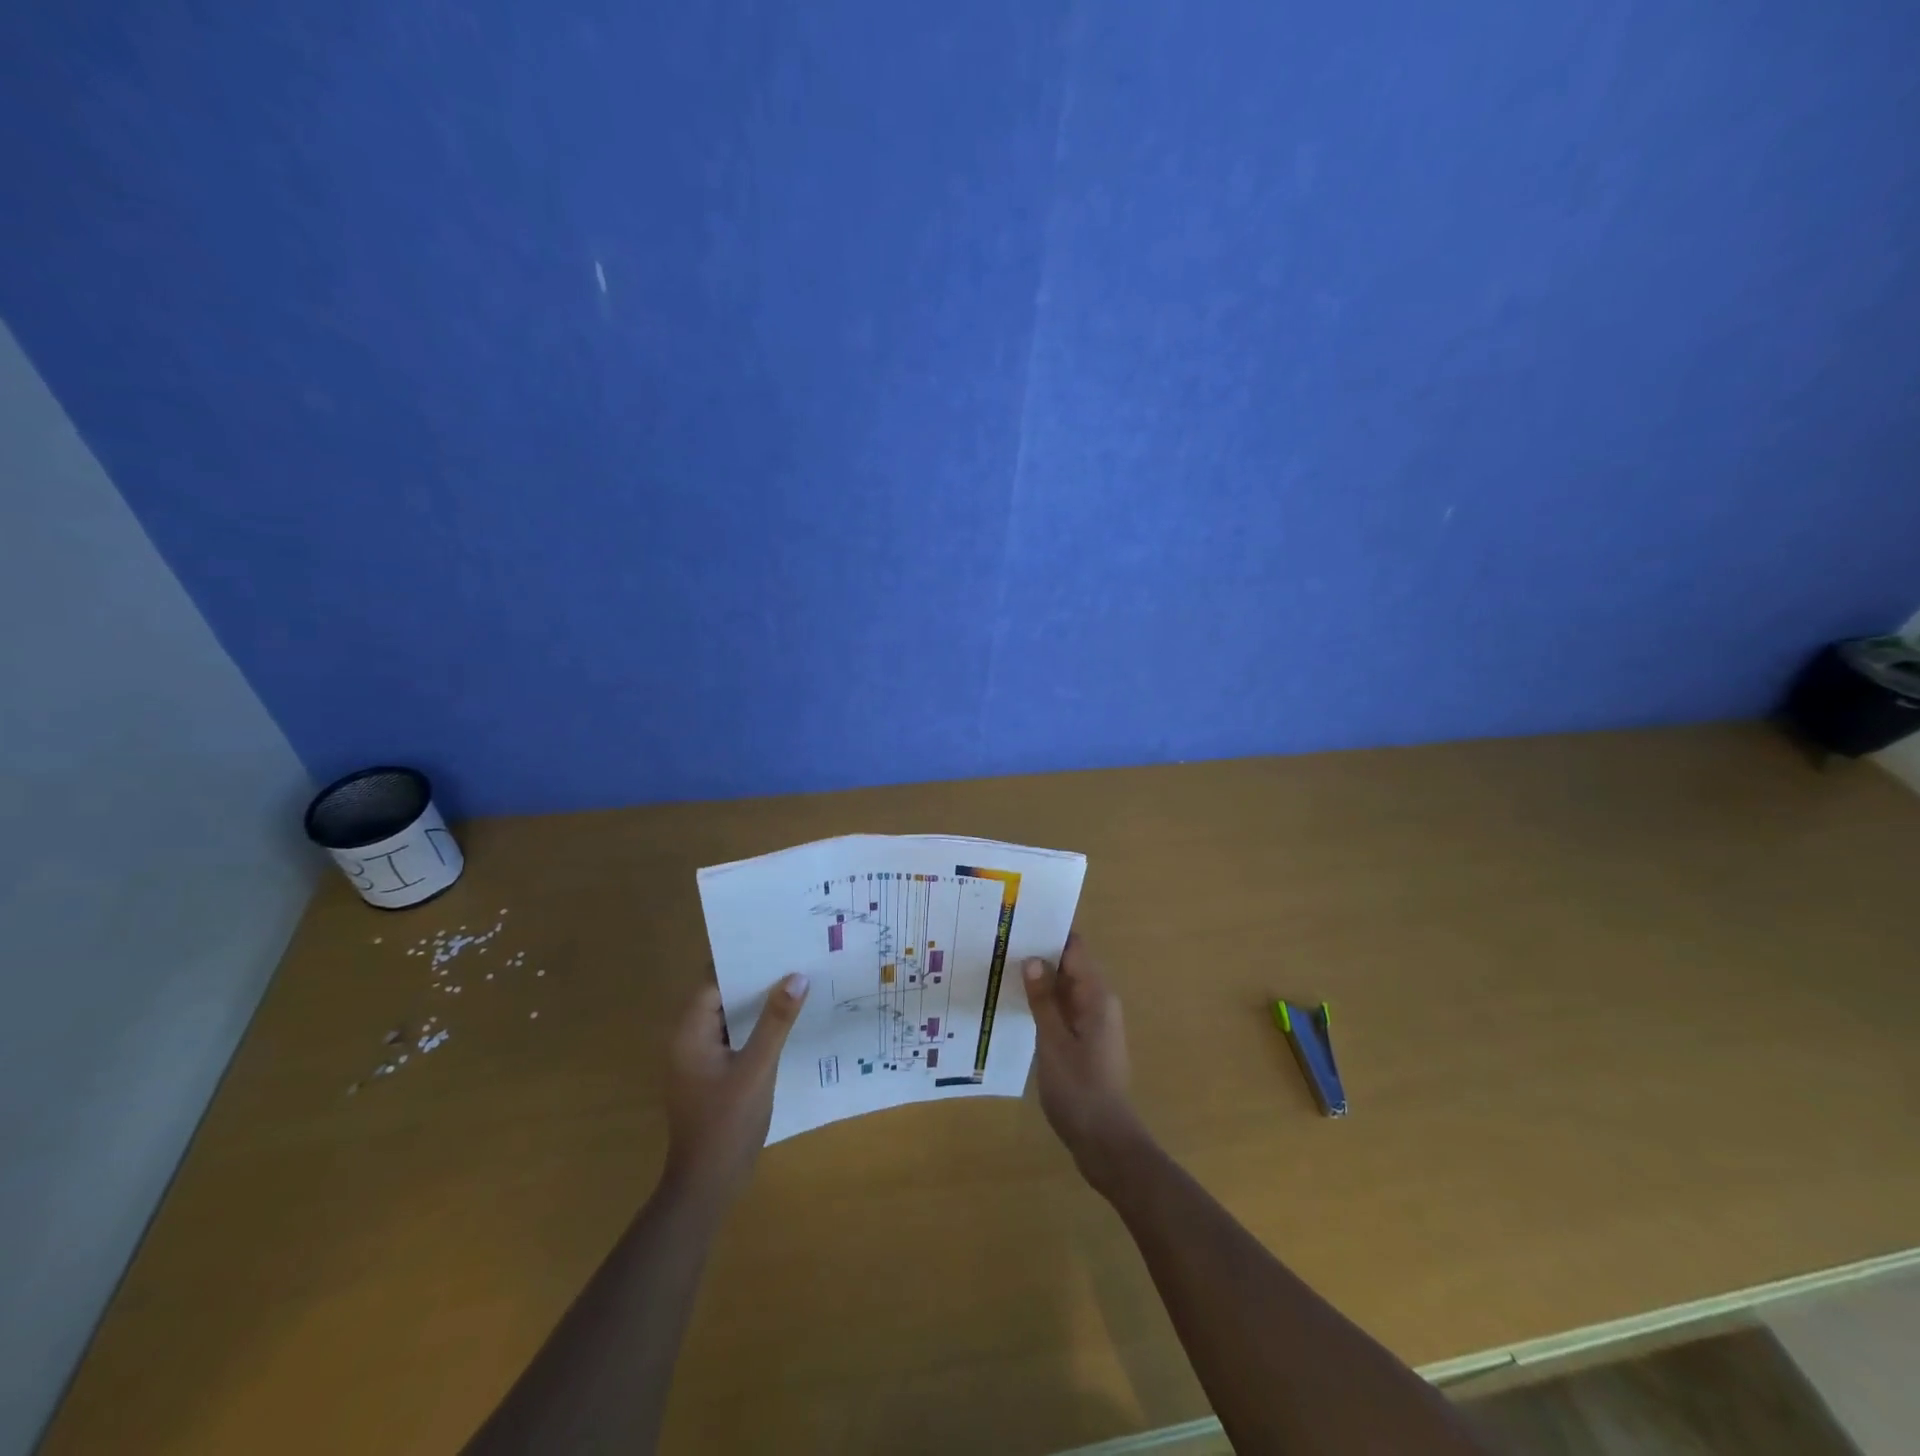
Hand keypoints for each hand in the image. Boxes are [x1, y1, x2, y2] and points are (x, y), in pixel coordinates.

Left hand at [662, 973, 808, 1203]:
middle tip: (793, 957)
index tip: (775, 944)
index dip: (743, 962)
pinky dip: (756, 1028)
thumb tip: (796, 976)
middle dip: (755, 980)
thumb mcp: (757, 1068)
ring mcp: (700, 1060)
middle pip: (721, 996)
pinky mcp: (713, 1075)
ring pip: (730, 1018)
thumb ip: (776, 1022)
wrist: (707, 1186)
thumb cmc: (727, 1123)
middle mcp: (689, 1040)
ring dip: (757, 1004)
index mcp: (689, 1033)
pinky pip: (734, 1039)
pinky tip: (786, 1022)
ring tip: (796, 982)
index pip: (714, 982)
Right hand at [1024, 934, 1146, 1189]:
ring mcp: (1093, 1022)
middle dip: (1040, 953)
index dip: (1050, 932)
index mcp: (1097, 996)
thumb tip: (1032, 959)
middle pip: (1069, 965)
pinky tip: (1017, 1002)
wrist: (1105, 1142)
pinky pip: (1063, 1009)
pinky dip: (1044, 1002)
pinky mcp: (1085, 1041)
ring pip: (1065, 988)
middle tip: (1001, 940)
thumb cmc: (1080, 1089)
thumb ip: (1043, 1000)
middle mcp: (1099, 1002)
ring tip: (1002, 964)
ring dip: (1040, 978)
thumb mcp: (1054, 1042)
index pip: (1075, 948)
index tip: (1020, 920)